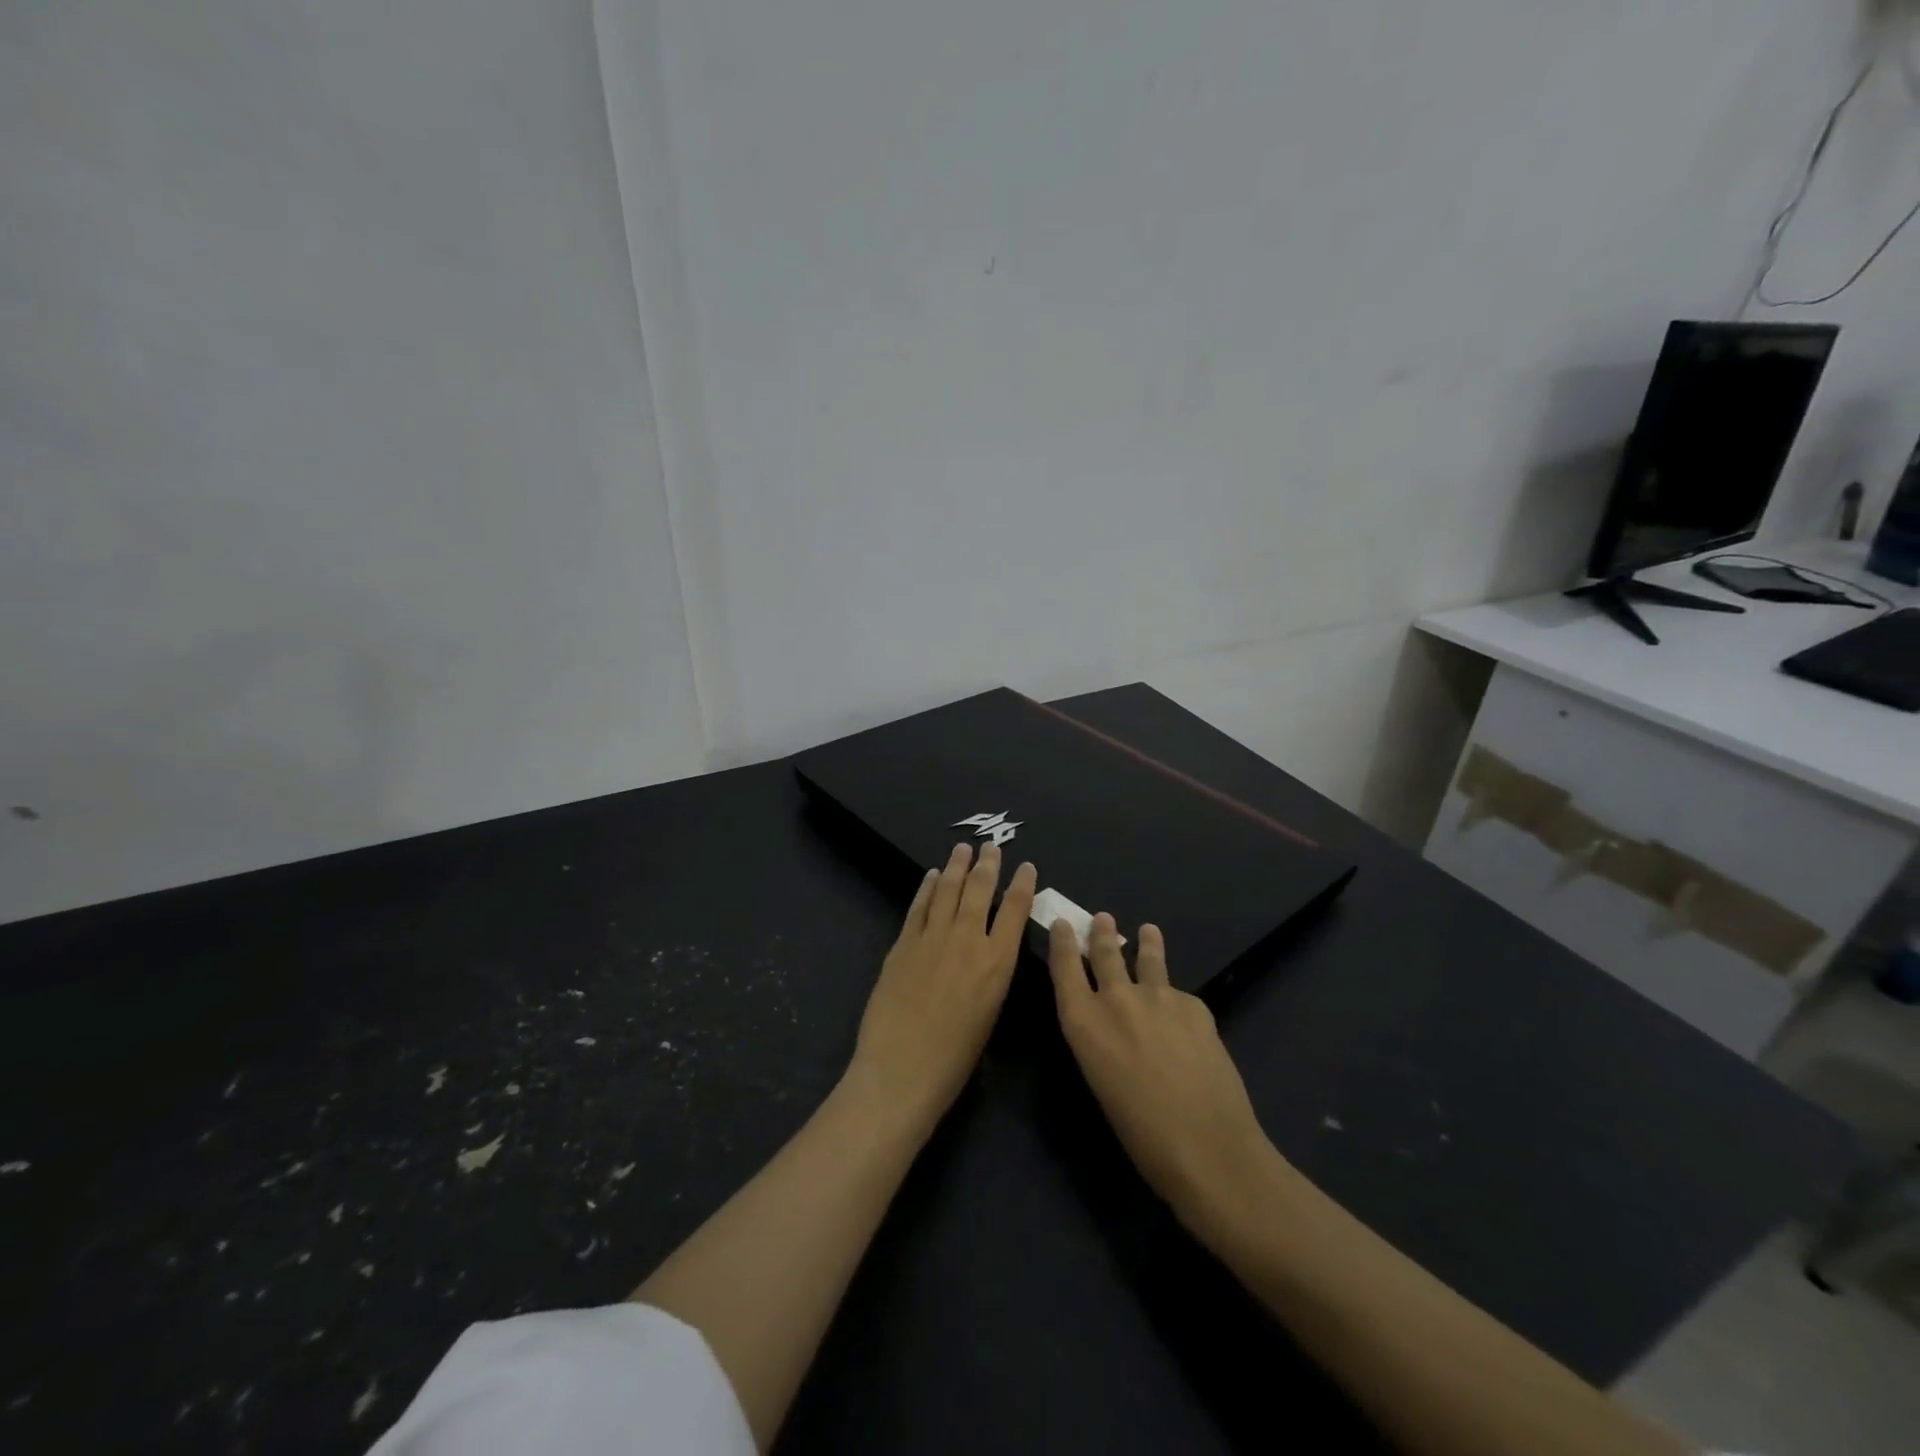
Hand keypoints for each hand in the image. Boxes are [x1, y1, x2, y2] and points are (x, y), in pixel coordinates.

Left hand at [848, 843, 1036, 1133]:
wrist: (901, 1068)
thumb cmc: (955, 1058)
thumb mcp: (990, 1013)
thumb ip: (992, 974)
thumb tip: (989, 951)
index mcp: (998, 962)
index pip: (1016, 910)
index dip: (1023, 884)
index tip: (1026, 866)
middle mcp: (968, 940)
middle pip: (980, 890)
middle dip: (988, 864)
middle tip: (992, 846)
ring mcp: (932, 938)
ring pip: (948, 890)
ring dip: (957, 866)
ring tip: (963, 848)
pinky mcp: (903, 943)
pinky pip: (919, 906)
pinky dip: (928, 887)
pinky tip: (933, 876)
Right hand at [1047, 914, 1280, 1232]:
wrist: (1207, 1146)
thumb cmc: (1141, 1133)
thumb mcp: (1101, 1081)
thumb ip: (1100, 1041)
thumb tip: (1110, 1024)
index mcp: (1083, 1023)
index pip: (1064, 967)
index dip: (1062, 942)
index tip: (1064, 924)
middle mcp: (1116, 999)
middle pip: (1105, 954)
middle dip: (1102, 934)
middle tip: (1103, 918)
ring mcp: (1159, 996)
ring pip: (1148, 960)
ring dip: (1145, 943)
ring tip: (1148, 931)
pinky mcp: (1195, 1005)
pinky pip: (1180, 996)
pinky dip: (1177, 1001)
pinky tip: (1185, 1019)